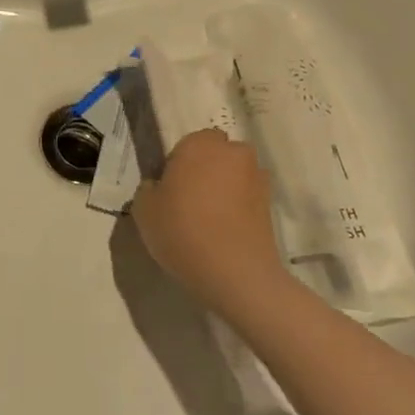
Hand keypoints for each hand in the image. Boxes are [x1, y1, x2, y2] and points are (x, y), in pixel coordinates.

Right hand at [131, 130, 288, 311]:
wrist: (234, 272)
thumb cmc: (181, 230)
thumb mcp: (143, 209)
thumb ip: (149, 188)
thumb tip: (159, 186)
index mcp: (199, 145)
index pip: (189, 141)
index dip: (179, 161)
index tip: (170, 186)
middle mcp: (233, 153)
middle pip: (217, 155)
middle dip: (206, 170)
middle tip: (188, 199)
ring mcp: (257, 179)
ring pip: (234, 176)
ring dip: (224, 188)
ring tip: (208, 219)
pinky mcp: (271, 206)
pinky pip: (247, 199)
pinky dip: (237, 209)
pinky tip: (223, 232)